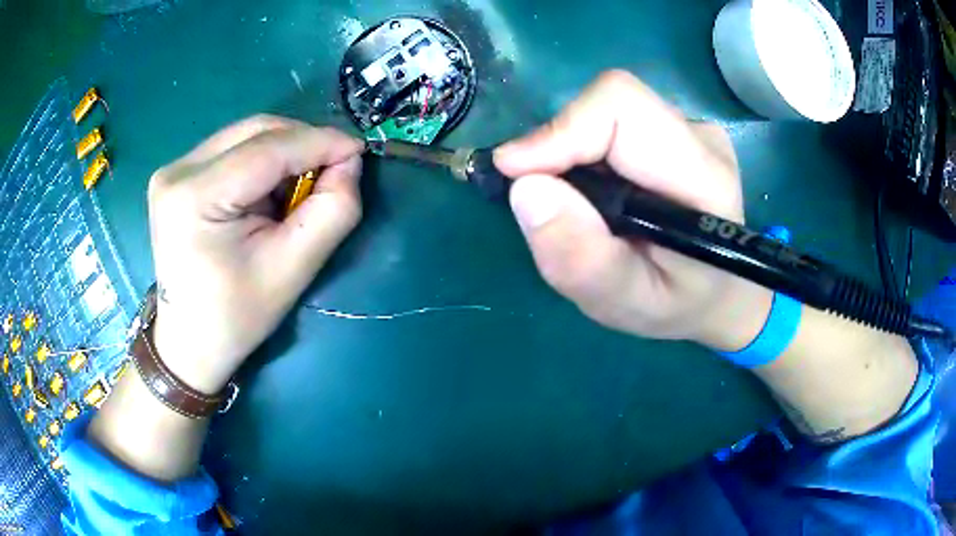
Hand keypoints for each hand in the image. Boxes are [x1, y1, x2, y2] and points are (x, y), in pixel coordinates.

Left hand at [147, 115, 363, 392]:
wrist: (189, 341)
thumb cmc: (237, 317)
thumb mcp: (293, 270)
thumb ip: (332, 211)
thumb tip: (348, 162)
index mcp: (195, 197)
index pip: (268, 149)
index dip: (320, 142)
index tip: (359, 150)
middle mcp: (178, 171)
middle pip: (255, 131)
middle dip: (303, 143)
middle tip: (334, 169)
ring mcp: (173, 170)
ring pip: (245, 136)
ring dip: (284, 151)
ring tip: (300, 186)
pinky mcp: (176, 175)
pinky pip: (232, 149)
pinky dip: (262, 161)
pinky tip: (269, 190)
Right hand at [495, 70, 771, 350]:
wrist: (717, 292)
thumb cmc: (678, 305)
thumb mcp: (626, 304)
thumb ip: (582, 260)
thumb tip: (525, 189)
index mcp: (703, 178)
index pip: (622, 107)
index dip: (561, 130)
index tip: (516, 174)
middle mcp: (701, 138)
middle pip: (611, 102)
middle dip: (560, 144)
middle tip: (541, 198)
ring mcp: (691, 129)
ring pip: (608, 110)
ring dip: (572, 152)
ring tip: (578, 206)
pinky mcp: (676, 129)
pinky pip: (614, 122)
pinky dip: (586, 153)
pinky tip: (598, 193)